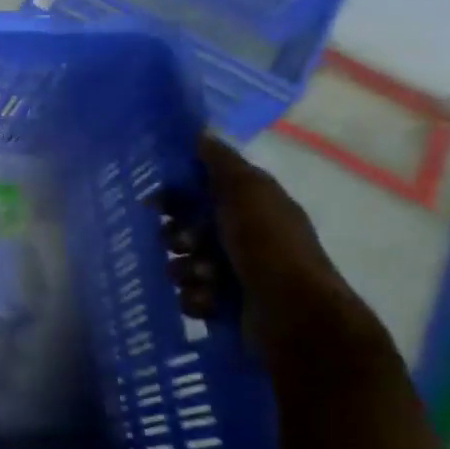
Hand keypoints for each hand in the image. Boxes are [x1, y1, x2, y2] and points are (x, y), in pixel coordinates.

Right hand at [170, 136, 389, 365]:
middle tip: (182, 244)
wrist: (294, 316)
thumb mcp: (246, 193)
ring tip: (203, 279)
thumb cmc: (268, 247)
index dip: (175, 196)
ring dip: (186, 270)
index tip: (155, 204)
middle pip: (186, 229)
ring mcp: (236, 274)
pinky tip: (209, 301)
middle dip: (176, 237)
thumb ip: (222, 164)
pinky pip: (191, 295)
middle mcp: (245, 238)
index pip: (201, 193)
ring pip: (184, 263)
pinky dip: (196, 298)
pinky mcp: (228, 305)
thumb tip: (201, 132)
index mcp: (253, 208)